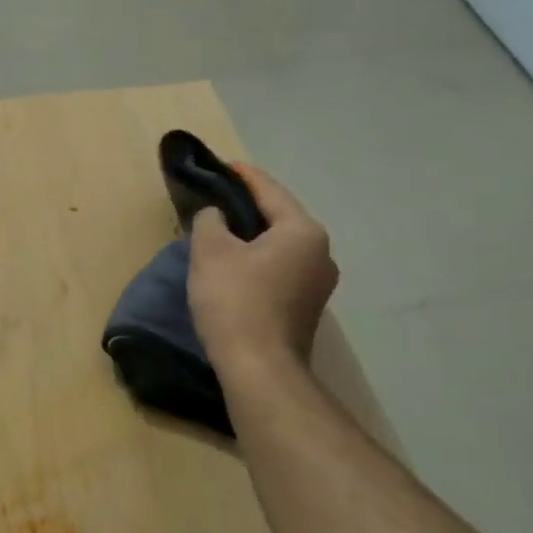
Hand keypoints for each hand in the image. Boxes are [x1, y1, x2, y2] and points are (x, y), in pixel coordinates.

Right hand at [186, 164, 337, 375]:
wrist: (259, 367)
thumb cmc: (235, 300)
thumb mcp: (210, 250)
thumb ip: (211, 220)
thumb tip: (217, 215)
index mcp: (303, 231)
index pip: (270, 191)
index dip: (244, 176)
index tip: (223, 165)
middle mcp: (321, 252)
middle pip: (280, 218)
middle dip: (250, 206)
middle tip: (219, 196)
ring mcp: (319, 283)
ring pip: (281, 245)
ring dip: (254, 235)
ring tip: (224, 229)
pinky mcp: (307, 307)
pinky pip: (281, 268)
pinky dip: (259, 259)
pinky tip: (237, 264)